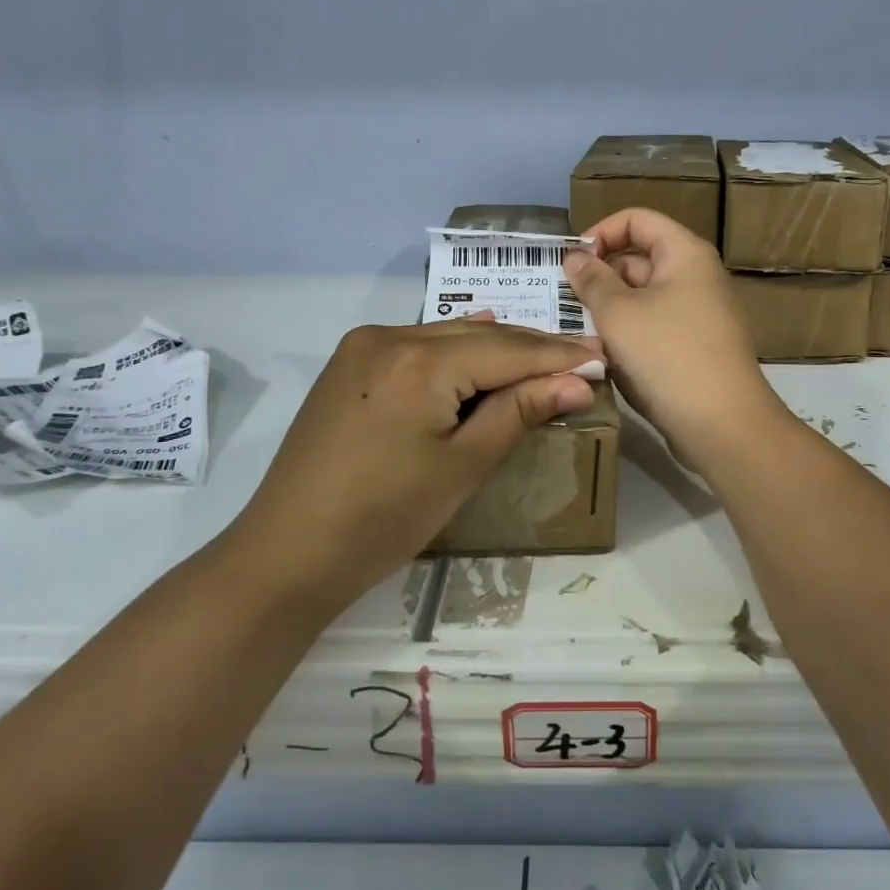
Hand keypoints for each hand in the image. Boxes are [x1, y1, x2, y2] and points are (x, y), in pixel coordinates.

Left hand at [236, 318, 601, 609]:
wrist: (286, 553)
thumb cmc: (383, 518)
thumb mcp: (462, 466)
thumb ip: (519, 412)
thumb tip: (579, 381)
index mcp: (419, 360)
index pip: (507, 351)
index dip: (558, 355)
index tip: (603, 353)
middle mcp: (389, 336)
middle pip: (478, 337)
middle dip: (531, 349)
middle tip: (583, 354)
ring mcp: (363, 347)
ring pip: (448, 336)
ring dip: (495, 348)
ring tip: (545, 356)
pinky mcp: (350, 364)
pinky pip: (418, 345)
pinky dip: (455, 350)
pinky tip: (480, 342)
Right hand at [564, 208, 788, 470]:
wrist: (722, 425)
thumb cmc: (667, 355)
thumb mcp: (618, 313)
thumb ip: (592, 280)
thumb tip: (576, 258)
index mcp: (684, 253)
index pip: (637, 219)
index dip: (601, 232)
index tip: (571, 262)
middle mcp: (695, 276)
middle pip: (639, 257)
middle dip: (600, 274)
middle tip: (562, 300)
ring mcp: (698, 314)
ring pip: (643, 297)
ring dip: (609, 308)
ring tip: (574, 328)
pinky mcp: (694, 347)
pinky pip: (654, 326)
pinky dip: (627, 333)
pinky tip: (600, 354)